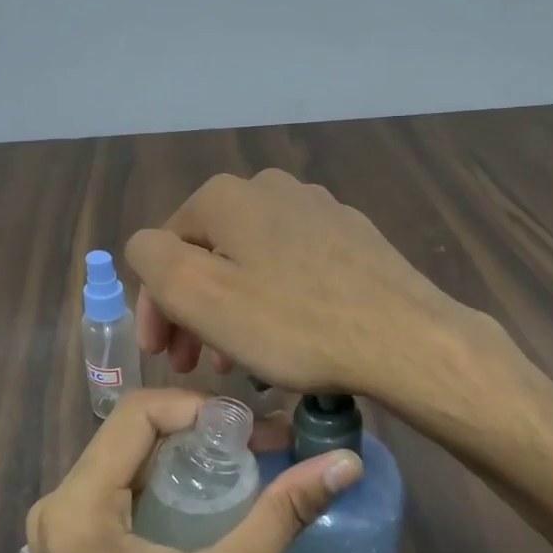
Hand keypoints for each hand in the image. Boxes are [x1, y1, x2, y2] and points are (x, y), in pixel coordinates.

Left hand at [25, 388, 361, 552]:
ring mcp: (66, 533)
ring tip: (252, 461)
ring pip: (133, 461)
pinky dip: (174, 483)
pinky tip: (219, 496)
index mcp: (77, 505)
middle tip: (265, 441)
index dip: (200, 408)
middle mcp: (60, 507)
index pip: (139, 413)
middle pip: (135, 435)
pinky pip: (128, 492)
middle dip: (202, 431)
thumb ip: (285, 512)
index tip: (255, 427)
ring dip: (191, 456)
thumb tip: (346, 461)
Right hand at [125, 169, 480, 399]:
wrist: (403, 337)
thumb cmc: (292, 322)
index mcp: (228, 196)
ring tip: (239, 362)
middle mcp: (271, 187)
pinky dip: (276, 301)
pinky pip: (294, 268)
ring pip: (252, 262)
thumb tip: (148, 246)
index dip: (156, 305)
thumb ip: (153, 259)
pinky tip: (288, 338)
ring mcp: (319, 208)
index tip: (163, 356)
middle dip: (194, 310)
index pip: (164, 248)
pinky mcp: (353, 236)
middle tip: (195, 364)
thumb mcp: (200, 294)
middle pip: (211, 253)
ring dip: (234, 310)